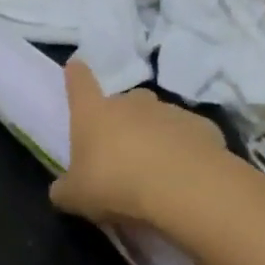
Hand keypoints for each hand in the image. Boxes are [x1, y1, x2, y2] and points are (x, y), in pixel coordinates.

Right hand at [50, 60, 223, 223]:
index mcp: (94, 113)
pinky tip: (183, 174)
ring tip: (155, 168)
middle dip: (121, 119)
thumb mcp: (77, 197)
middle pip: (123, 101)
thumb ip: (65, 189)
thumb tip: (62, 190)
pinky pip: (186, 136)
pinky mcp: (202, 126)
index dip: (76, 76)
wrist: (184, 188)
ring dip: (154, 135)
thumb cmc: (116, 185)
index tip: (76, 67)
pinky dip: (183, 149)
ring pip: (157, 118)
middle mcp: (131, 103)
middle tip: (120, 149)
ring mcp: (169, 111)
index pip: (79, 83)